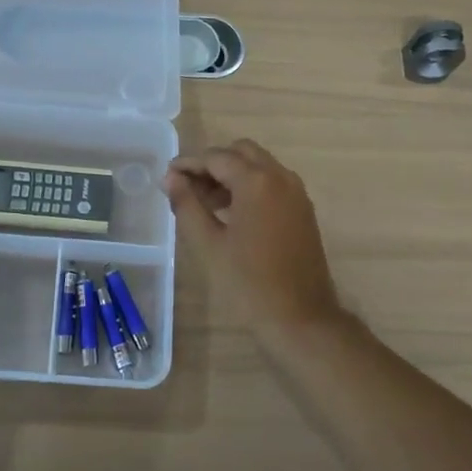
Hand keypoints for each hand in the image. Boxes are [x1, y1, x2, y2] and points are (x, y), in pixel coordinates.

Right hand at [163, 139, 345, 341]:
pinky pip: (272, 183)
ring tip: (204, 202)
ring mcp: (296, 193)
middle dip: (212, 163)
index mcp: (257, 182)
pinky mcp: (303, 210)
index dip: (188, 164)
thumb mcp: (207, 244)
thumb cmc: (248, 283)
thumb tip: (171, 178)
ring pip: (259, 166)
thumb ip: (186, 205)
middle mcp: (281, 177)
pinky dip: (250, 186)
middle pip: (241, 152)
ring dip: (232, 174)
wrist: (300, 318)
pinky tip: (231, 213)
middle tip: (187, 187)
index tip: (167, 176)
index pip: (216, 157)